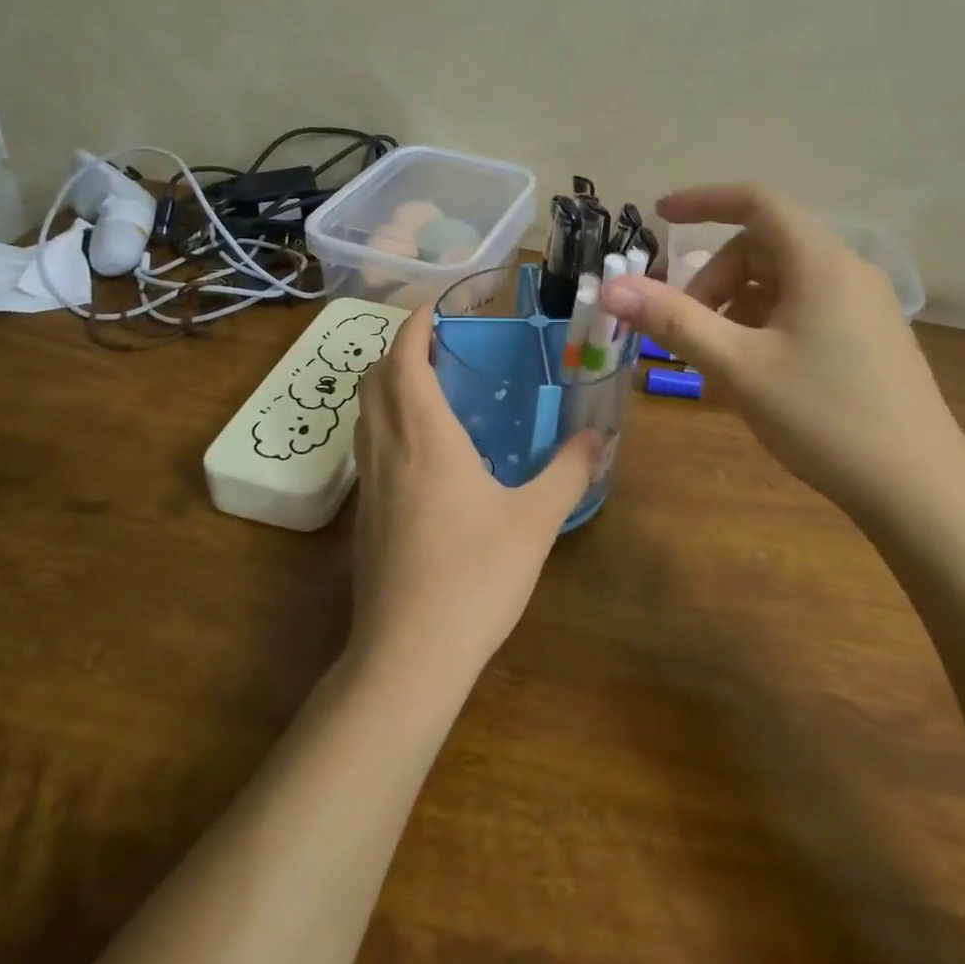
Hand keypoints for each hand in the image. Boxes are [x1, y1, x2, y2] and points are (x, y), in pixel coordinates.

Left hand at [351, 305, 601, 678]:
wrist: (409, 654)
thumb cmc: (475, 575)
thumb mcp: (535, 520)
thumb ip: (569, 472)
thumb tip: (601, 435)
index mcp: (425, 436)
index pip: (404, 360)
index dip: (413, 327)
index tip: (433, 309)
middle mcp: (387, 449)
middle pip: (374, 380)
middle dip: (397, 351)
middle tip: (434, 346)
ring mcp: (368, 485)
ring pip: (364, 414)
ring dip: (386, 387)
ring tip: (424, 388)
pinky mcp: (364, 517)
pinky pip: (367, 448)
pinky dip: (384, 424)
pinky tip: (417, 452)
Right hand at [601, 184, 964, 518]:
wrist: (919, 490)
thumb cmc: (824, 417)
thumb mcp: (738, 368)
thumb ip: (673, 321)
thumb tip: (612, 288)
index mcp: (820, 262)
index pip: (755, 201)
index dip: (703, 201)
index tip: (659, 215)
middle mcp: (847, 270)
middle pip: (763, 246)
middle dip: (714, 278)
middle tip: (685, 330)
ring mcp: (863, 305)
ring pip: (781, 282)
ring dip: (736, 307)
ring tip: (716, 361)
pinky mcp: (868, 337)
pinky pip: (804, 309)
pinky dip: (765, 326)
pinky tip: (752, 374)